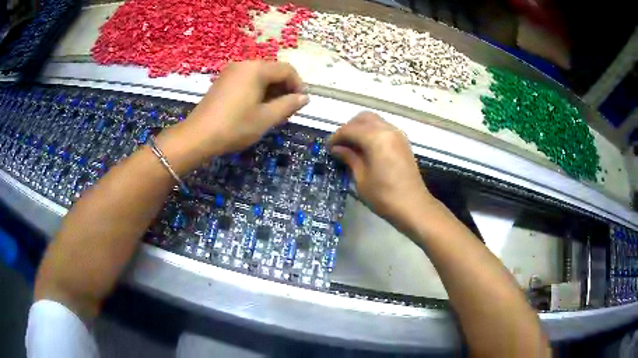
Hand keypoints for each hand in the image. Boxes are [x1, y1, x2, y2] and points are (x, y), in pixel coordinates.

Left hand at [157, 61, 307, 173]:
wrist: (198, 136)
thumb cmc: (235, 126)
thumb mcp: (266, 118)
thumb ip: (288, 105)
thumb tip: (304, 98)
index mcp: (256, 69)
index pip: (287, 70)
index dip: (298, 85)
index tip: (300, 104)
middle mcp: (244, 64)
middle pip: (273, 71)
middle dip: (283, 88)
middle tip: (286, 110)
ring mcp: (231, 71)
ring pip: (259, 76)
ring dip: (270, 90)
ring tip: (271, 111)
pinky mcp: (222, 81)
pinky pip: (246, 80)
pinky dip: (256, 90)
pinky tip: (255, 108)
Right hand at [328, 112, 435, 228]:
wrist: (413, 206)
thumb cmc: (384, 196)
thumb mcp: (361, 178)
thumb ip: (349, 158)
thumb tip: (337, 148)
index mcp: (376, 138)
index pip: (350, 129)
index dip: (336, 137)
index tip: (328, 147)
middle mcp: (388, 130)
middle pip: (363, 118)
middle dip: (349, 128)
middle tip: (340, 144)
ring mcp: (398, 134)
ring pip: (375, 121)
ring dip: (361, 128)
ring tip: (352, 146)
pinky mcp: (403, 142)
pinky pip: (384, 128)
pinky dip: (372, 132)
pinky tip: (366, 148)